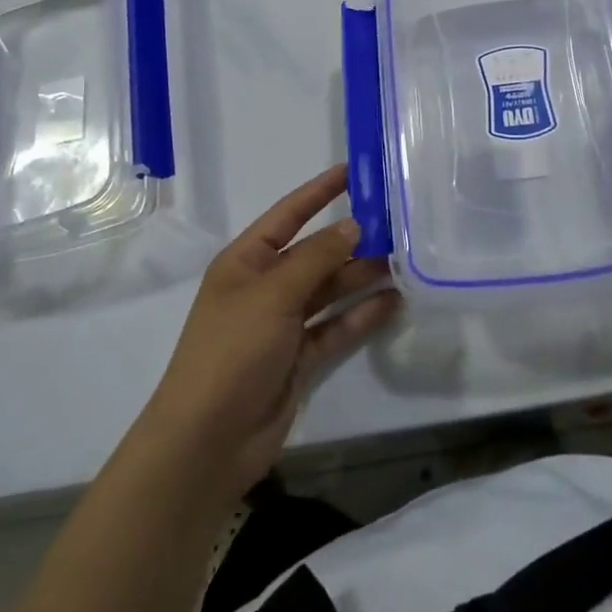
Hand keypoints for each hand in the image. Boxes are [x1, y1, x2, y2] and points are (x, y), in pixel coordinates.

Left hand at [137, 165, 398, 500]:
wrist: (208, 441)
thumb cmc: (232, 351)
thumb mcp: (272, 294)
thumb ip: (316, 258)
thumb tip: (352, 225)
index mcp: (245, 261)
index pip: (287, 215)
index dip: (318, 192)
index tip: (352, 171)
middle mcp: (264, 286)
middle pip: (314, 253)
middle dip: (351, 239)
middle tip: (396, 223)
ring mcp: (282, 324)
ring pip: (329, 290)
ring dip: (362, 276)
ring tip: (404, 261)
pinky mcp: (299, 358)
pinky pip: (335, 327)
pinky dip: (361, 315)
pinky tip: (393, 302)